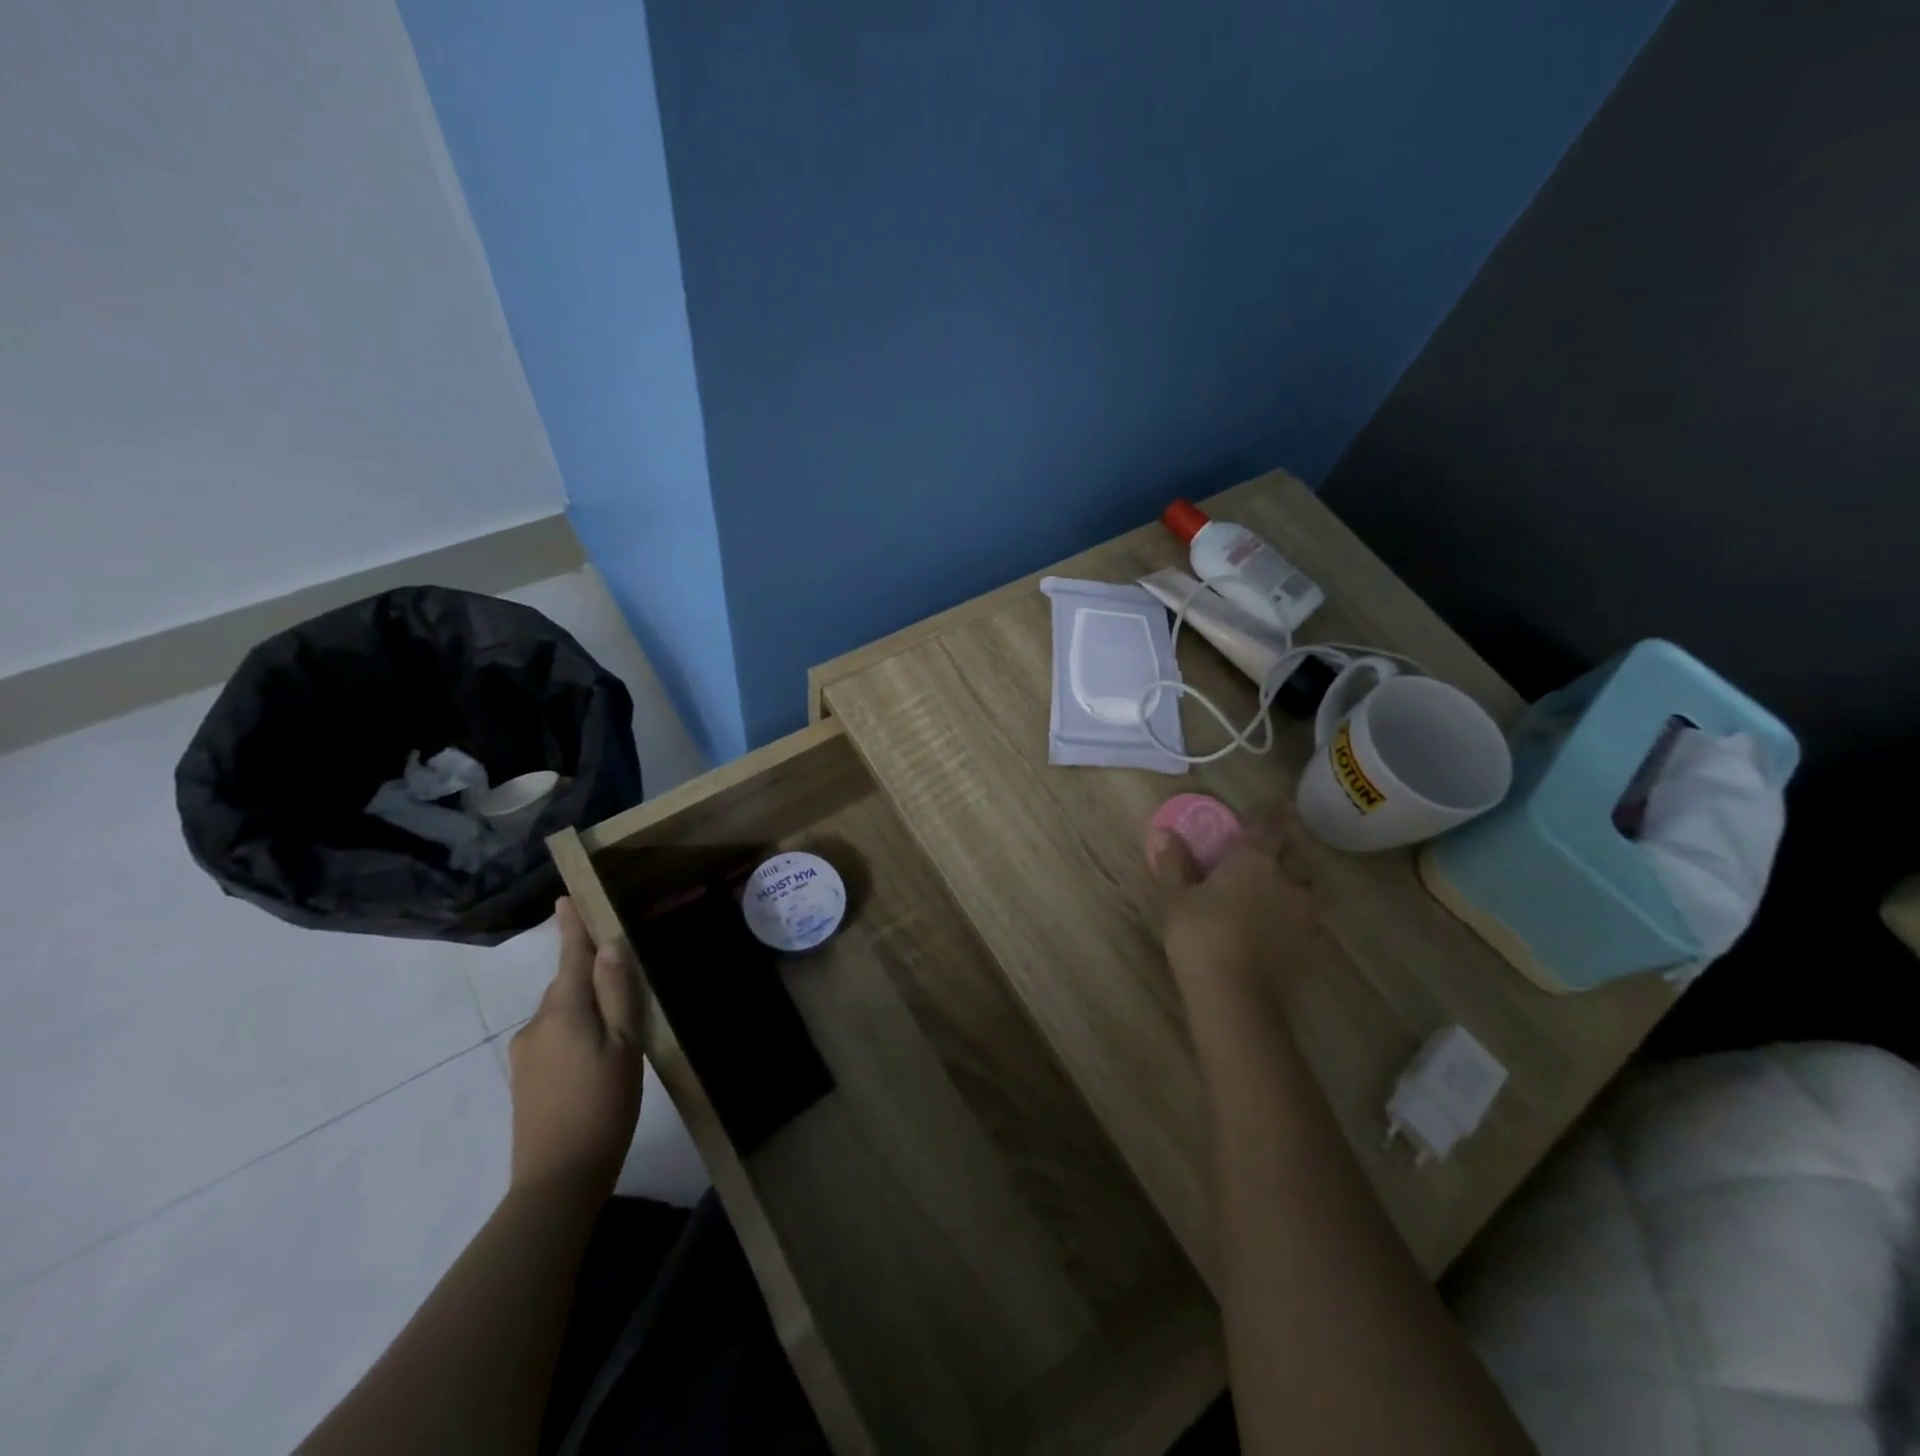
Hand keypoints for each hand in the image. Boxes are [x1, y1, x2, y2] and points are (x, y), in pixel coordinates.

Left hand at [507, 898, 645, 1202]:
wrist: (557, 1180)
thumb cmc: (603, 1105)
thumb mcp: (624, 1045)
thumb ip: (616, 994)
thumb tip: (609, 946)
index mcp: (562, 1011)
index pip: (569, 956)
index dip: (571, 927)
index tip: (566, 898)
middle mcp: (535, 1024)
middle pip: (566, 985)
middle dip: (589, 975)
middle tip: (626, 982)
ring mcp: (525, 1053)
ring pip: (561, 1013)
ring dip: (585, 1008)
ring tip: (618, 1031)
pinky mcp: (524, 1078)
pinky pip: (553, 1036)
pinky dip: (574, 1032)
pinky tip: (595, 1059)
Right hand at [1147, 806, 1321, 1005]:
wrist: (1235, 996)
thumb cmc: (1200, 935)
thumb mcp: (1176, 897)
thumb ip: (1174, 863)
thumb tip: (1164, 833)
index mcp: (1255, 860)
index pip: (1269, 826)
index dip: (1274, 812)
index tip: (1281, 802)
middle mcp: (1288, 881)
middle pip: (1293, 860)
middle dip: (1282, 858)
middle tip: (1265, 862)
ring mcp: (1305, 916)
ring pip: (1306, 893)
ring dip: (1294, 892)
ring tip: (1276, 901)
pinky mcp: (1312, 949)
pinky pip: (1307, 925)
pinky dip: (1296, 923)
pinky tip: (1280, 934)